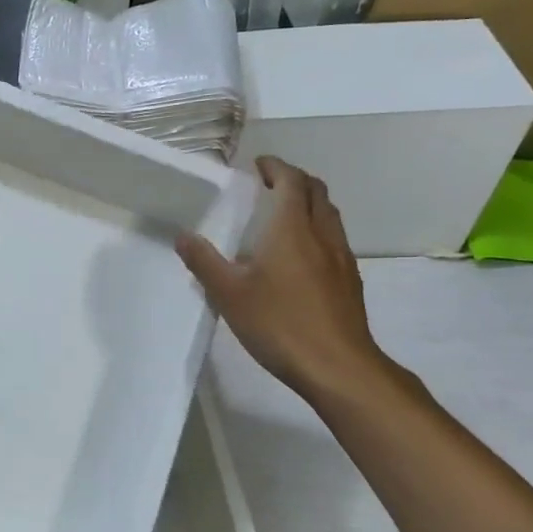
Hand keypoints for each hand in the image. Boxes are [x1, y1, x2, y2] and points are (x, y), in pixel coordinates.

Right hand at [177, 156, 390, 401]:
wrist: (337, 366)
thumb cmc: (279, 324)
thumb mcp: (229, 294)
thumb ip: (204, 262)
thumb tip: (183, 236)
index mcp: (292, 228)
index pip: (290, 180)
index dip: (275, 166)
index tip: (258, 165)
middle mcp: (322, 234)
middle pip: (315, 191)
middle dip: (294, 180)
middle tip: (269, 185)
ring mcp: (341, 257)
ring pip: (329, 215)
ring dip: (308, 204)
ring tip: (284, 216)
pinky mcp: (349, 280)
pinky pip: (334, 240)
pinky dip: (317, 230)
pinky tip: (301, 256)